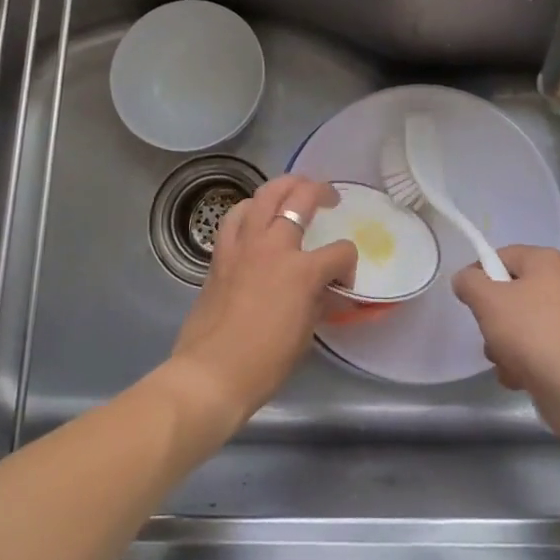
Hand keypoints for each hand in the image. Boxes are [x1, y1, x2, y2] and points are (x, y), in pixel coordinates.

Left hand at [168, 175, 357, 431]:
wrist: (211, 373)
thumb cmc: (265, 363)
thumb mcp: (305, 333)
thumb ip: (318, 301)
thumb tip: (325, 289)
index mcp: (302, 271)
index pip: (340, 251)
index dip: (348, 264)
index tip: (344, 280)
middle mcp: (273, 247)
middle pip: (300, 198)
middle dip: (320, 191)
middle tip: (329, 197)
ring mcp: (243, 245)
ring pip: (264, 195)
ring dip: (283, 186)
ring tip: (293, 190)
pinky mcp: (220, 254)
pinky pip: (235, 217)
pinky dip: (249, 209)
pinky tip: (255, 215)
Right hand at [453, 245, 559, 423]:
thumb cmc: (531, 332)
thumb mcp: (487, 300)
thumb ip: (469, 282)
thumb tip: (465, 279)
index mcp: (548, 261)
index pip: (502, 256)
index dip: (479, 275)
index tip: (468, 299)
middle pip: (513, 294)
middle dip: (494, 319)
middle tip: (489, 334)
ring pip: (526, 325)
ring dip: (507, 345)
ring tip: (504, 362)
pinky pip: (543, 348)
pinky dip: (528, 362)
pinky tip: (520, 378)